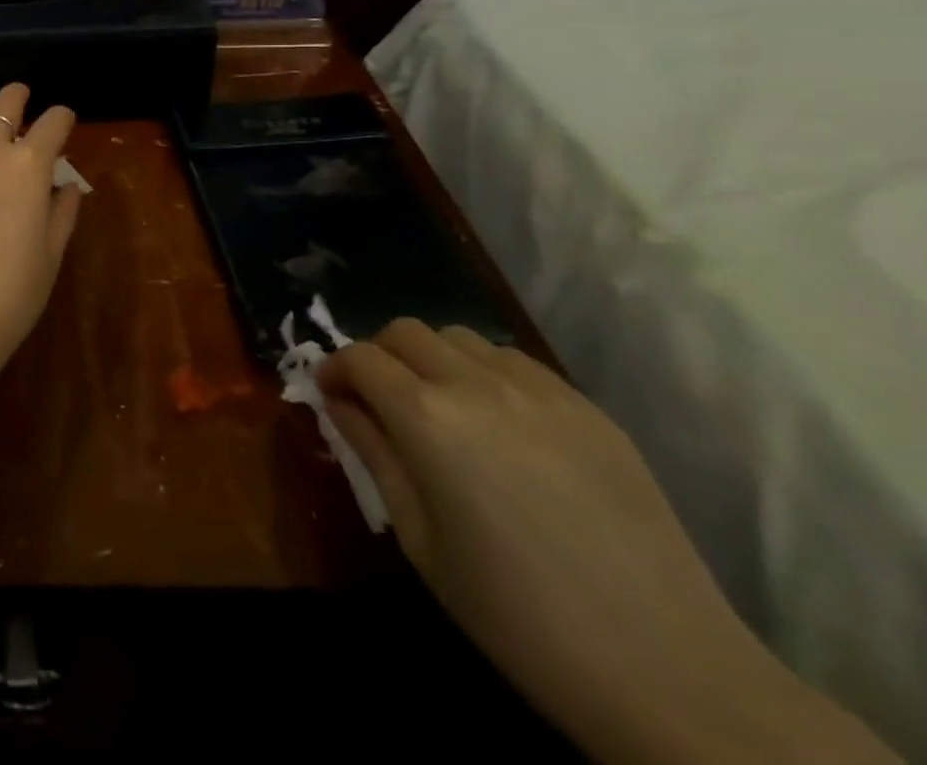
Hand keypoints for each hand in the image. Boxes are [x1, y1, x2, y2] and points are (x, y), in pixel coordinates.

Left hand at [0, 84, 80, 377]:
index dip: (62, 117)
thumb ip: (61, 213)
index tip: (63, 119)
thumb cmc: (6, 297)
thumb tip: (65, 186)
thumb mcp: (49, 258)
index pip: (53, 122)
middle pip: (4, 102)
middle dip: (17, 97)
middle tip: (20, 99)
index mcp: (28, 167)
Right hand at [317, 321, 897, 764]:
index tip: (332, 396)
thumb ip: (373, 455)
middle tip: (379, 399)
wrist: (666, 667)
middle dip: (379, 355)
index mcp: (426, 417)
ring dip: (433, 358)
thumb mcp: (419, 538)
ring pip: (459, 337)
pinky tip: (501, 424)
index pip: (359, 358)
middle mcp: (476, 384)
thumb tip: (339, 404)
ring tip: (442, 407)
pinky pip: (514, 361)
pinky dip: (486, 373)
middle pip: (404, 331)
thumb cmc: (515, 612)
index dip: (335, 370)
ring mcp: (538, 390)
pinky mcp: (587, 406)